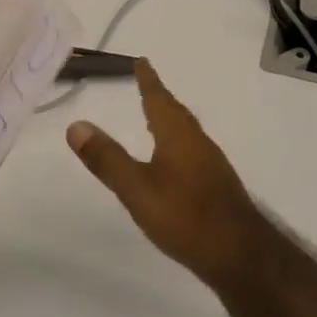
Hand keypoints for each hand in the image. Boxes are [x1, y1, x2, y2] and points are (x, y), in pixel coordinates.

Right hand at [66, 59, 271, 289]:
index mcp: (179, 137)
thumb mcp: (137, 189)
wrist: (240, 255)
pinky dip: (176, 145)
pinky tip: (171, 164)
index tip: (141, 61)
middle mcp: (198, 143)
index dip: (148, 81)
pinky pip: (191, 153)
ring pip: (186, 134)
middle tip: (145, 86)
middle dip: (159, 99)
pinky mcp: (216, 187)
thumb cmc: (185, 217)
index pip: (159, 100)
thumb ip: (107, 159)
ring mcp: (211, 166)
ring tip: (154, 121)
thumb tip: (76, 125)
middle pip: (176, 114)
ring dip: (169, 122)